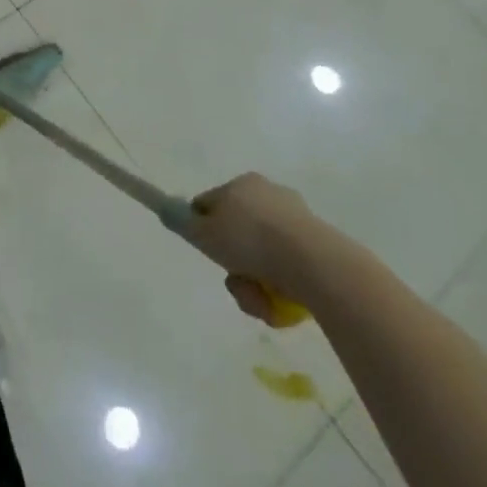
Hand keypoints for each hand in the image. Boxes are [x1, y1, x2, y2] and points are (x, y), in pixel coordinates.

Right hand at [186, 172, 326, 326]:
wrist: (314, 264)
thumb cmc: (251, 241)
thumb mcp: (203, 233)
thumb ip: (182, 222)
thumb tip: (167, 211)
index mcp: (243, 184)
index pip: (210, 204)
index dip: (202, 230)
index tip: (207, 252)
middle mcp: (270, 195)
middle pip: (237, 234)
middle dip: (233, 264)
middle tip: (235, 281)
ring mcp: (297, 222)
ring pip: (261, 257)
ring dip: (253, 283)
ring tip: (258, 299)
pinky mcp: (319, 248)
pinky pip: (286, 270)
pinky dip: (278, 288)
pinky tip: (278, 302)